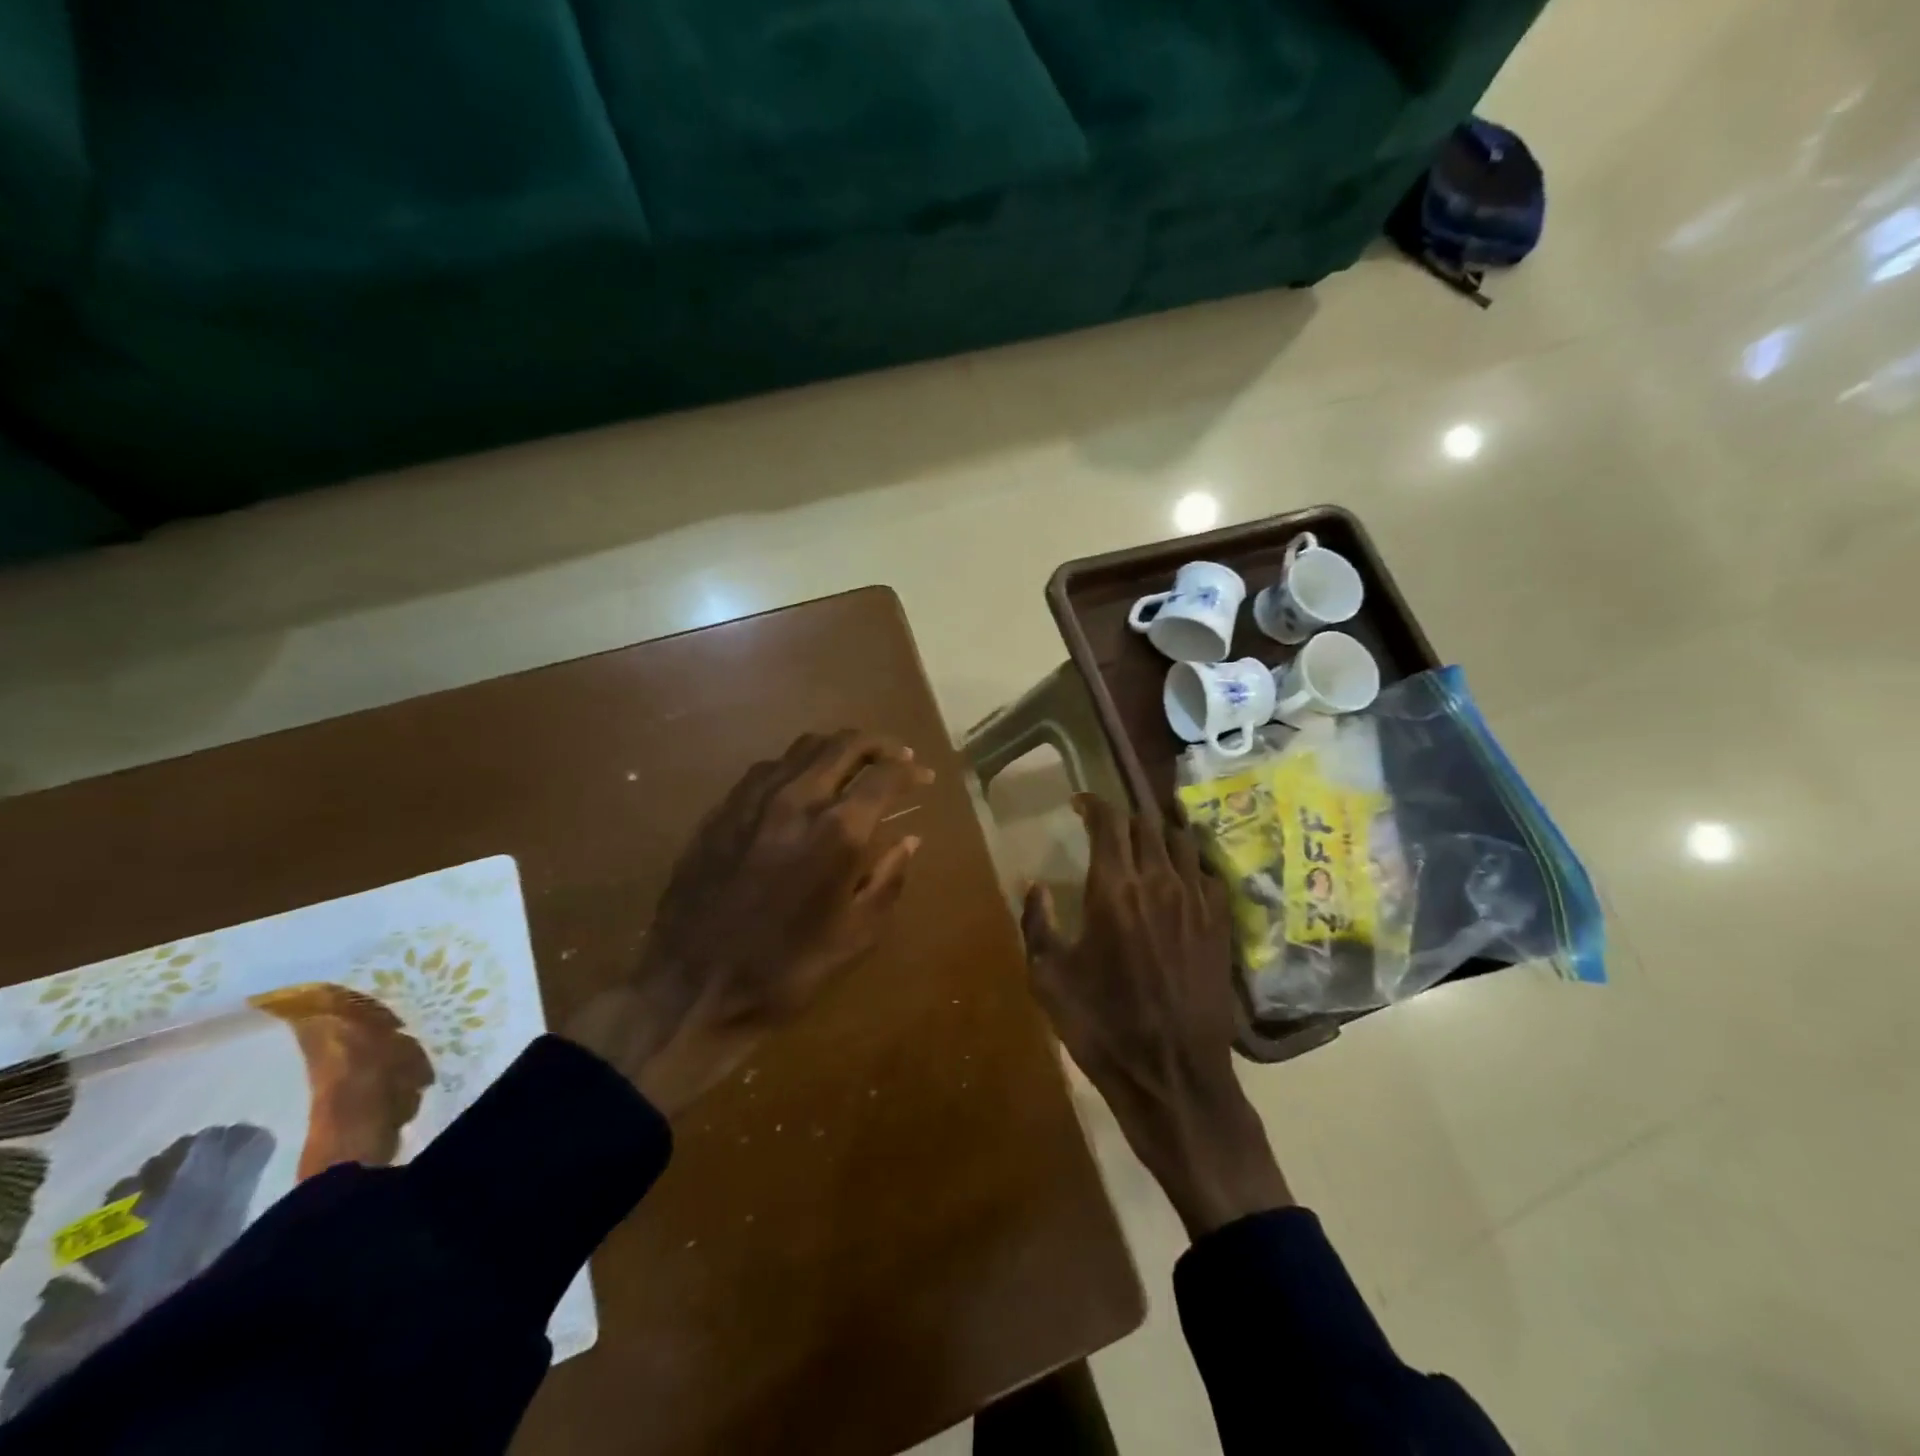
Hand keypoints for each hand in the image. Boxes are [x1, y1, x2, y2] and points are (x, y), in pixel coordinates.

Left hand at [565, 730, 931, 1115]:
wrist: (692, 988)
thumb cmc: (786, 970)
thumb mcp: (856, 936)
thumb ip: (888, 880)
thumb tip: (909, 840)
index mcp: (838, 832)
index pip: (884, 776)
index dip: (910, 771)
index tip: (922, 776)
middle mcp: (797, 799)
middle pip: (844, 744)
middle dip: (878, 745)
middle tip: (895, 757)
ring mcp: (753, 799)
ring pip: (804, 747)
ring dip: (837, 748)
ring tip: (853, 764)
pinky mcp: (722, 809)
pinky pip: (768, 768)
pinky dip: (798, 765)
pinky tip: (801, 785)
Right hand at [1022, 795, 1291, 1237]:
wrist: (1172, 1075)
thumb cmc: (1102, 1026)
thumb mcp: (1049, 978)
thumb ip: (1036, 923)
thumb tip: (1034, 885)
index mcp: (1114, 889)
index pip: (1109, 822)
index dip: (1093, 804)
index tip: (1079, 804)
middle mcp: (1159, 882)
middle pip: (1146, 824)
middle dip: (1123, 817)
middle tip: (1106, 827)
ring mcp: (1196, 902)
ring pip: (1181, 841)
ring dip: (1158, 834)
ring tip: (1143, 845)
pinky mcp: (1221, 925)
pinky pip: (1206, 873)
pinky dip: (1188, 864)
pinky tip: (1178, 879)